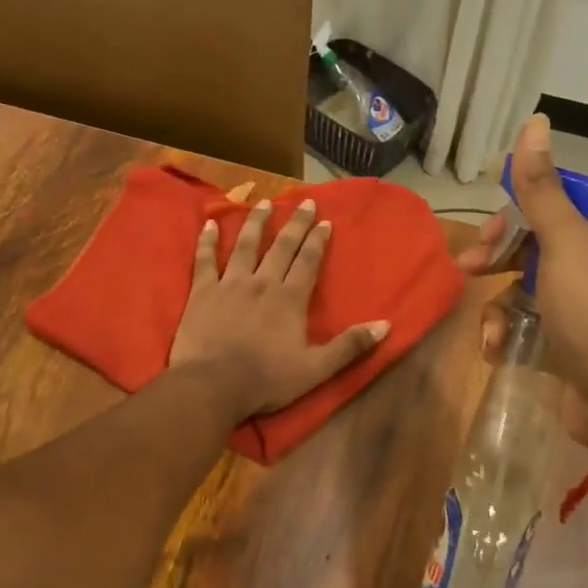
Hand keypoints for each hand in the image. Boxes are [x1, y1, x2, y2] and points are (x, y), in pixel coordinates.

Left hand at [170, 199, 390, 418]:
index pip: (308, 261)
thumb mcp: (316, 369)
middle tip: (305, 202)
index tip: (324, 221)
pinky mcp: (202, 292)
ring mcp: (230, 284)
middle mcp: (262, 283)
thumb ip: (350, 346)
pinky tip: (209, 225)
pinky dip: (207, 241)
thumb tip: (385, 325)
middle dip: (295, 223)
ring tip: (263, 203)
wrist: (213, 385)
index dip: (317, 241)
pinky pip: (205, 260)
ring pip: (245, 245)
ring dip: (256, 222)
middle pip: (282, 246)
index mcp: (290, 299)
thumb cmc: (266, 380)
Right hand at [458, 115, 587, 405]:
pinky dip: (509, 328)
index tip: (489, 225)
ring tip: (484, 324)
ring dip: (497, 299)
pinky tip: (495, 345)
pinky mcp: (571, 335)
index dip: (517, 208)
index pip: (556, 200)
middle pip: (536, 240)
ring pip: (527, 281)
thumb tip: (535, 122)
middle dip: (498, 253)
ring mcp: (584, 301)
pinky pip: (531, 318)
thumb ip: (541, 187)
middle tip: (469, 265)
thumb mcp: (564, 241)